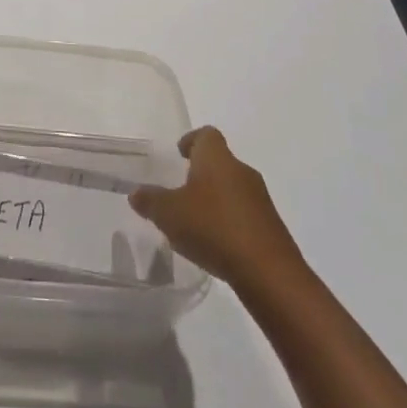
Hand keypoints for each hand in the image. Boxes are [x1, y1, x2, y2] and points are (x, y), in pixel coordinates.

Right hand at [129, 127, 302, 286]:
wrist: (269, 273)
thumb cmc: (214, 228)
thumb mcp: (169, 214)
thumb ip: (150, 201)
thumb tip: (136, 193)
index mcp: (217, 158)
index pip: (206, 134)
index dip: (192, 140)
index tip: (180, 152)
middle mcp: (241, 170)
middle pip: (220, 161)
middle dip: (202, 173)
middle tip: (182, 189)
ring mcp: (260, 199)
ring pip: (233, 188)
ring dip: (216, 199)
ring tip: (196, 220)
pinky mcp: (271, 227)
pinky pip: (245, 214)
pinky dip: (230, 221)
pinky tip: (216, 243)